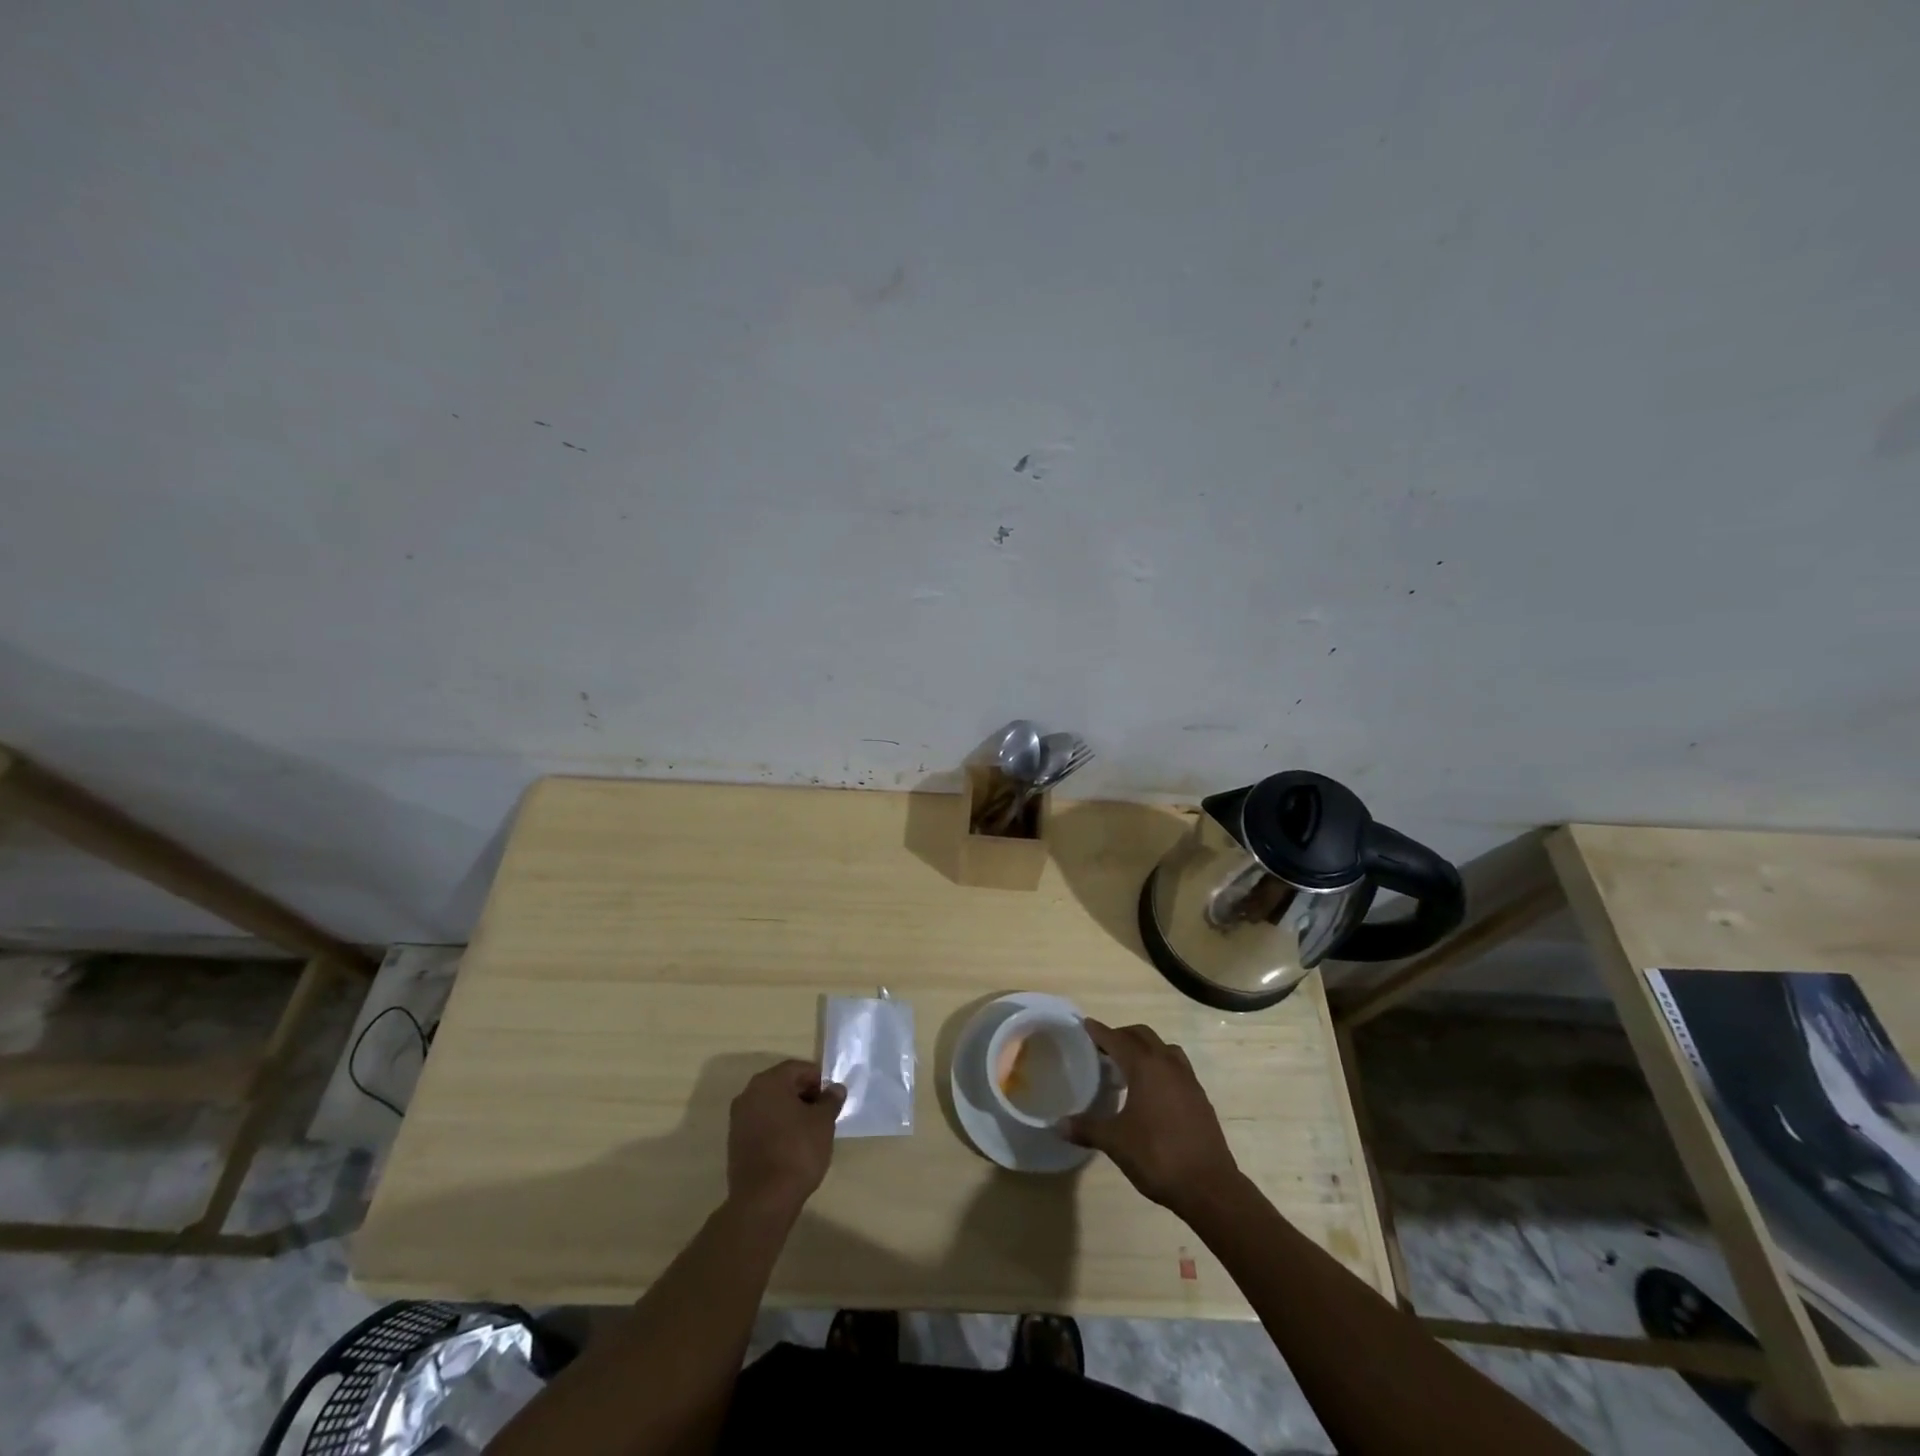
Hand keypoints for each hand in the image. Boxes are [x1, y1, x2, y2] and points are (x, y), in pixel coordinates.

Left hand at [726, 1060, 844, 1220]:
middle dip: (804, 1094)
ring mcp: (738, 1119)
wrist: (763, 1200)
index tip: (831, 1098)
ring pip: (771, 1104)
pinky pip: (761, 1123)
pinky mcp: (735, 1142)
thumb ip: (830, 1101)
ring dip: (790, 1111)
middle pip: (782, 1084)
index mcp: (769, 1082)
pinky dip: (777, 1127)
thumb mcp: (823, 1123)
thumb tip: (835, 1089)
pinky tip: (791, 1145)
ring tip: (809, 1131)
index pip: (798, 1068)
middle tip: (823, 1113)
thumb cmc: (797, 1152)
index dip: (818, 1080)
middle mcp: (749, 1094)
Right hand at [1064, 1020, 1239, 1217]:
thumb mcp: (1116, 1142)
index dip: (1100, 1032)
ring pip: (1164, 1049)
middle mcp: (1168, 1064)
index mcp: (1146, 1067)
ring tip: (1129, 1066)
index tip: (1086, 1025)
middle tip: (1103, 1048)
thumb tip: (1058, 1124)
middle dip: (1122, 1036)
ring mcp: (1188, 1080)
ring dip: (1145, 1049)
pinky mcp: (1200, 1098)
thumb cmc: (1158, 1156)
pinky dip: (1161, 1067)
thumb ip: (1087, 1128)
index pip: (1118, 1039)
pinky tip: (1152, 1091)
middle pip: (1143, 1036)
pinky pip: (1177, 1067)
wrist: (1210, 1186)